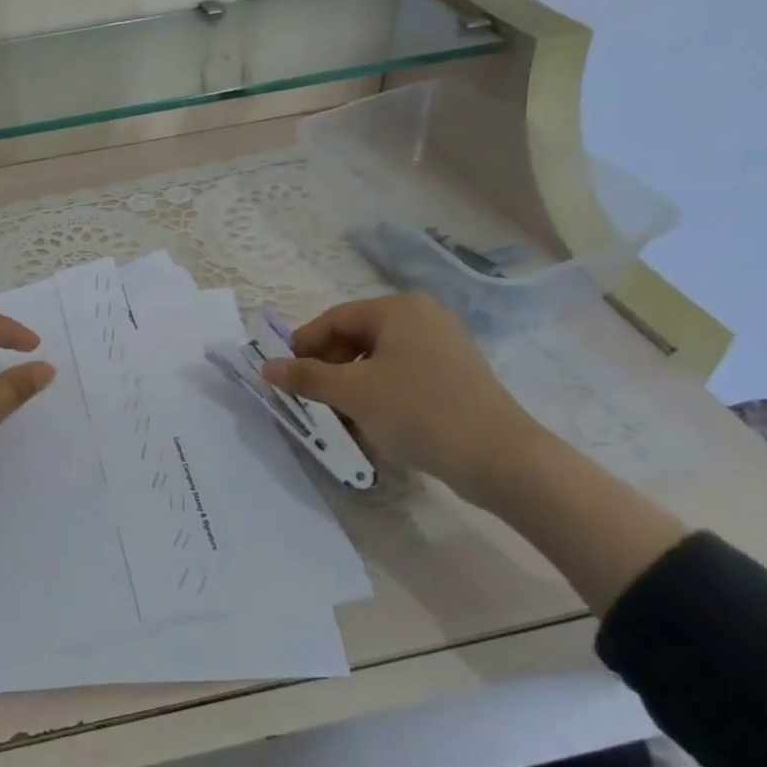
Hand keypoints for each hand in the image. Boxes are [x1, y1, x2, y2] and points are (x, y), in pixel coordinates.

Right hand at [261, 293, 540, 496]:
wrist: (500, 458)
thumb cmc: (418, 411)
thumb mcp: (352, 393)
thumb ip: (305, 377)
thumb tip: (265, 367)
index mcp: (398, 308)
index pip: (333, 319)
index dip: (303, 346)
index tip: (284, 377)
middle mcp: (422, 317)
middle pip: (355, 336)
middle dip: (327, 366)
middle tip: (310, 397)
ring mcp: (443, 345)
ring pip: (377, 357)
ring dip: (350, 382)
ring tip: (339, 412)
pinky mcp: (455, 374)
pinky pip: (401, 373)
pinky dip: (378, 390)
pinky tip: (372, 418)